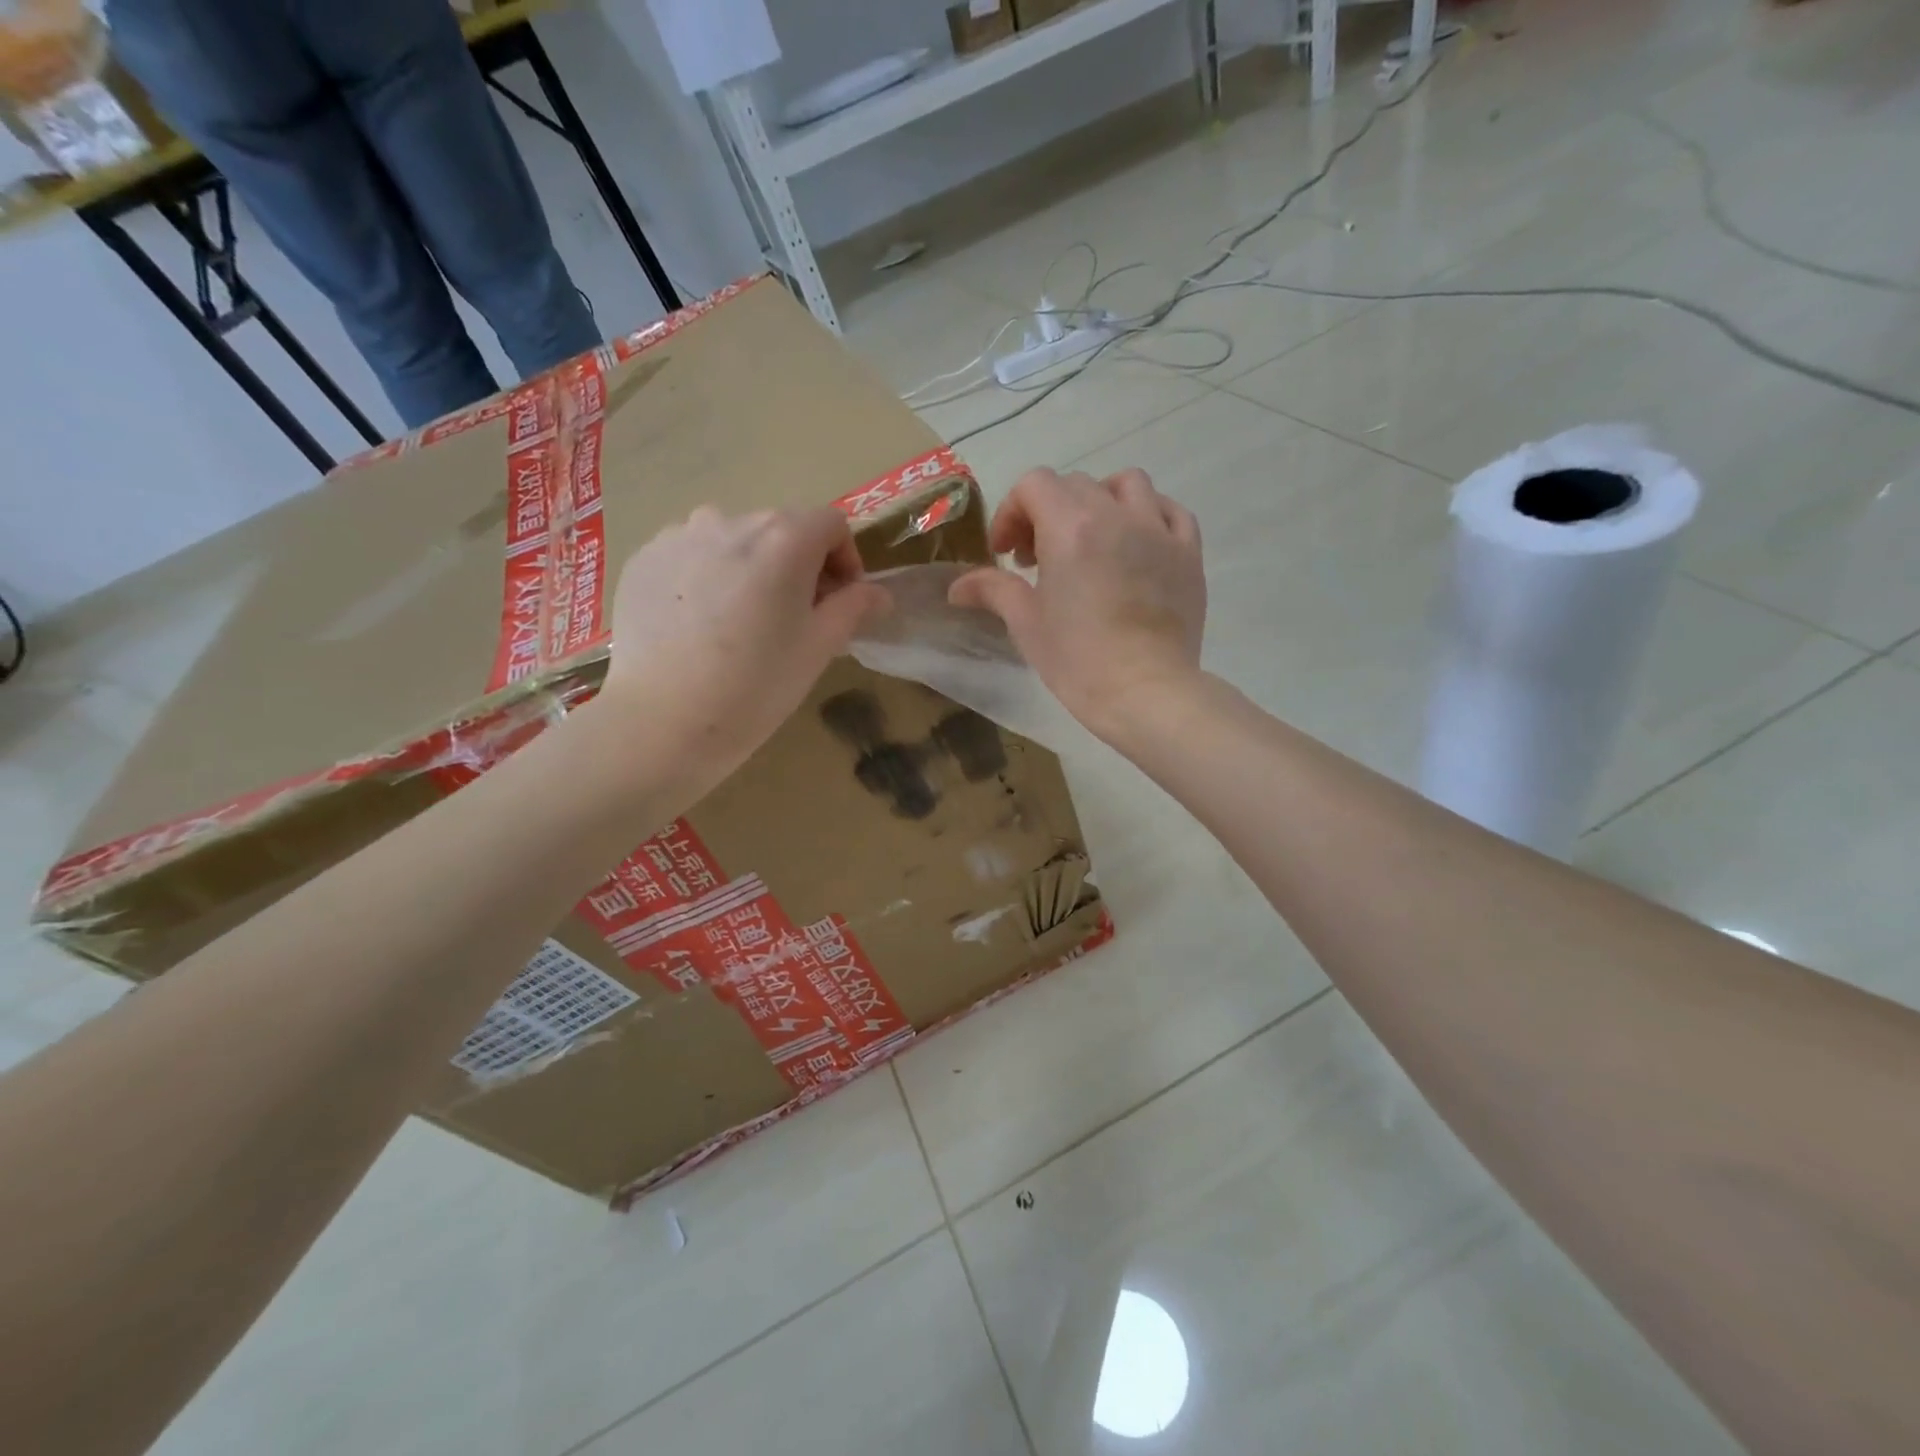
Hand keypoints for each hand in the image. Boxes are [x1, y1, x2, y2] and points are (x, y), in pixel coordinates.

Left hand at [599, 506, 887, 782]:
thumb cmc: (756, 685)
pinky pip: (691, 554)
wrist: (662, 721)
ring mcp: (680, 535)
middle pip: (781, 528)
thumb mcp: (819, 648)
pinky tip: (699, 624)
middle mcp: (731, 520)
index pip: (832, 523)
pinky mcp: (645, 558)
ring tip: (741, 620)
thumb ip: (854, 608)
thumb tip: (878, 593)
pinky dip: (706, 576)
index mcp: (784, 538)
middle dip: (798, 564)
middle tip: (793, 617)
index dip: (845, 559)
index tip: (839, 601)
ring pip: (733, 539)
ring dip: (750, 567)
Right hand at [950, 467, 1205, 739]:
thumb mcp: (1026, 624)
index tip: (1006, 553)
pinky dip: (1148, 515)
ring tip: (1090, 539)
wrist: (1145, 693)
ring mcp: (1158, 531)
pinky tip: (1136, 543)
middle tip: (1038, 559)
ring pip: (1127, 484)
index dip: (1011, 512)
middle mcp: (1116, 515)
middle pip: (1075, 485)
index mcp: (1071, 528)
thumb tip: (956, 587)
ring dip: (1100, 501)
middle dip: (1047, 512)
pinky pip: (1170, 511)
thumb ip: (993, 590)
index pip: (1034, 485)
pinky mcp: (1188, 553)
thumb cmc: (1078, 661)